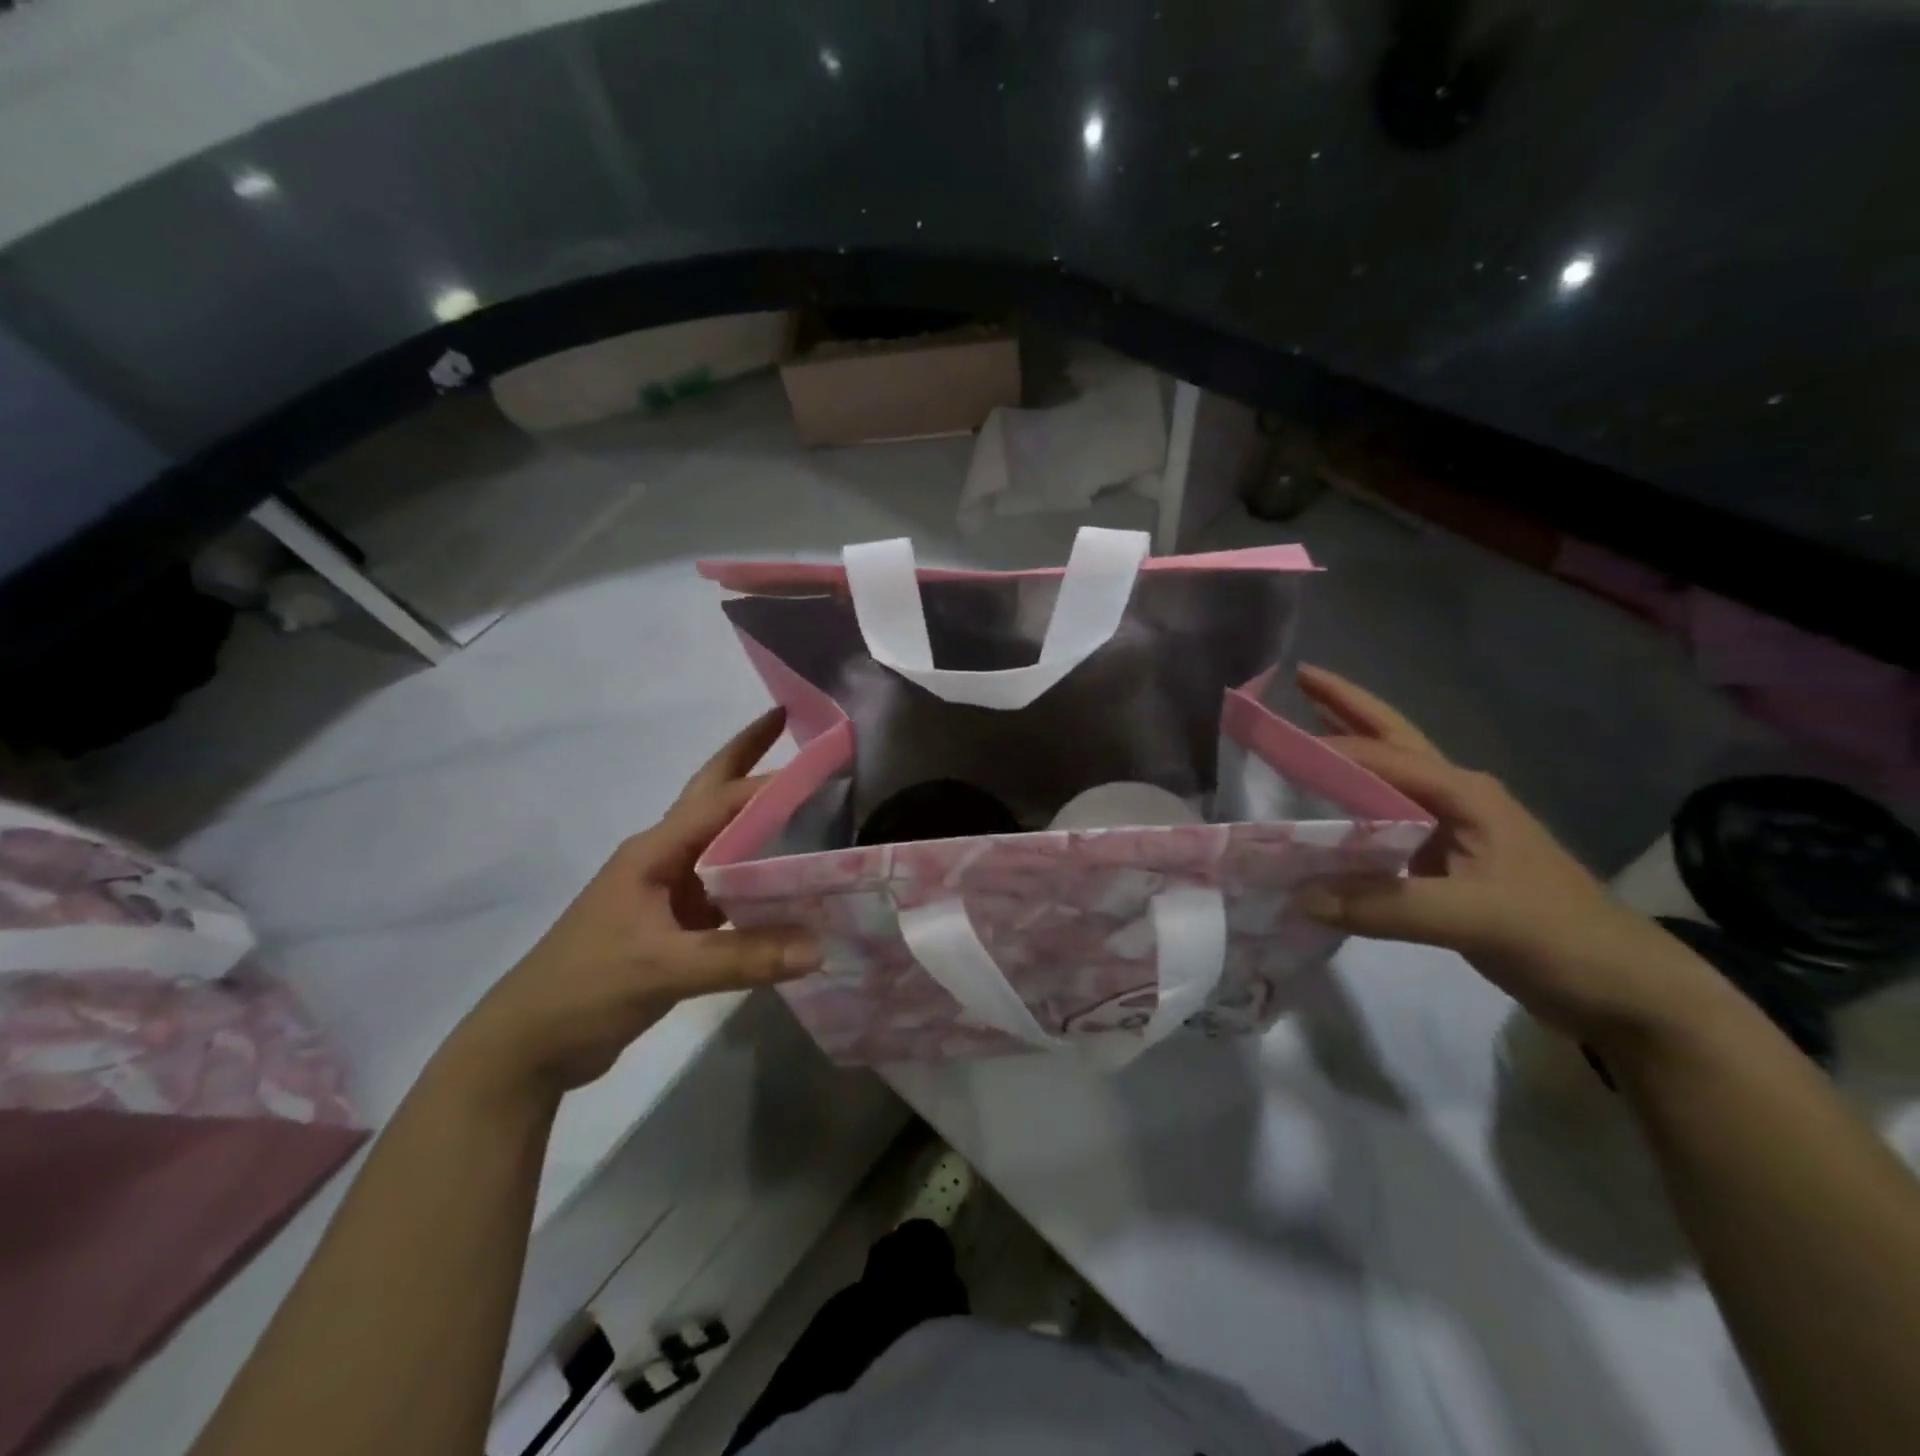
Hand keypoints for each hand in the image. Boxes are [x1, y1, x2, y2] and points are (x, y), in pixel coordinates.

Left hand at [450, 710, 820, 1096]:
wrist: (528, 1045)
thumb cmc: (586, 988)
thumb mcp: (664, 969)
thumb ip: (743, 957)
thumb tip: (820, 947)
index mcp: (654, 852)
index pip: (720, 801)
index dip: (767, 777)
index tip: (817, 758)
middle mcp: (661, 859)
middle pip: (711, 797)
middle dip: (745, 758)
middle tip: (786, 724)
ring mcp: (665, 891)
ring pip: (721, 842)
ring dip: (757, 819)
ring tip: (806, 802)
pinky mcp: (671, 924)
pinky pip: (723, 886)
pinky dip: (755, 876)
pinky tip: (786, 882)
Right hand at [1293, 665, 1732, 1050]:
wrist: (1624, 989)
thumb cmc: (1561, 937)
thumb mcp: (1477, 918)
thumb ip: (1386, 906)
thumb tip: (1300, 896)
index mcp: (1464, 794)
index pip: (1381, 757)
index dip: (1326, 745)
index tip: (1270, 740)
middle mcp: (1455, 798)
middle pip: (1391, 740)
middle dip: (1346, 706)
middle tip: (1299, 676)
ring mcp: (1451, 829)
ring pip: (1386, 778)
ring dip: (1348, 749)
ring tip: (1302, 726)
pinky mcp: (1444, 862)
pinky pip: (1383, 824)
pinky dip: (1350, 807)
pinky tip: (1324, 813)